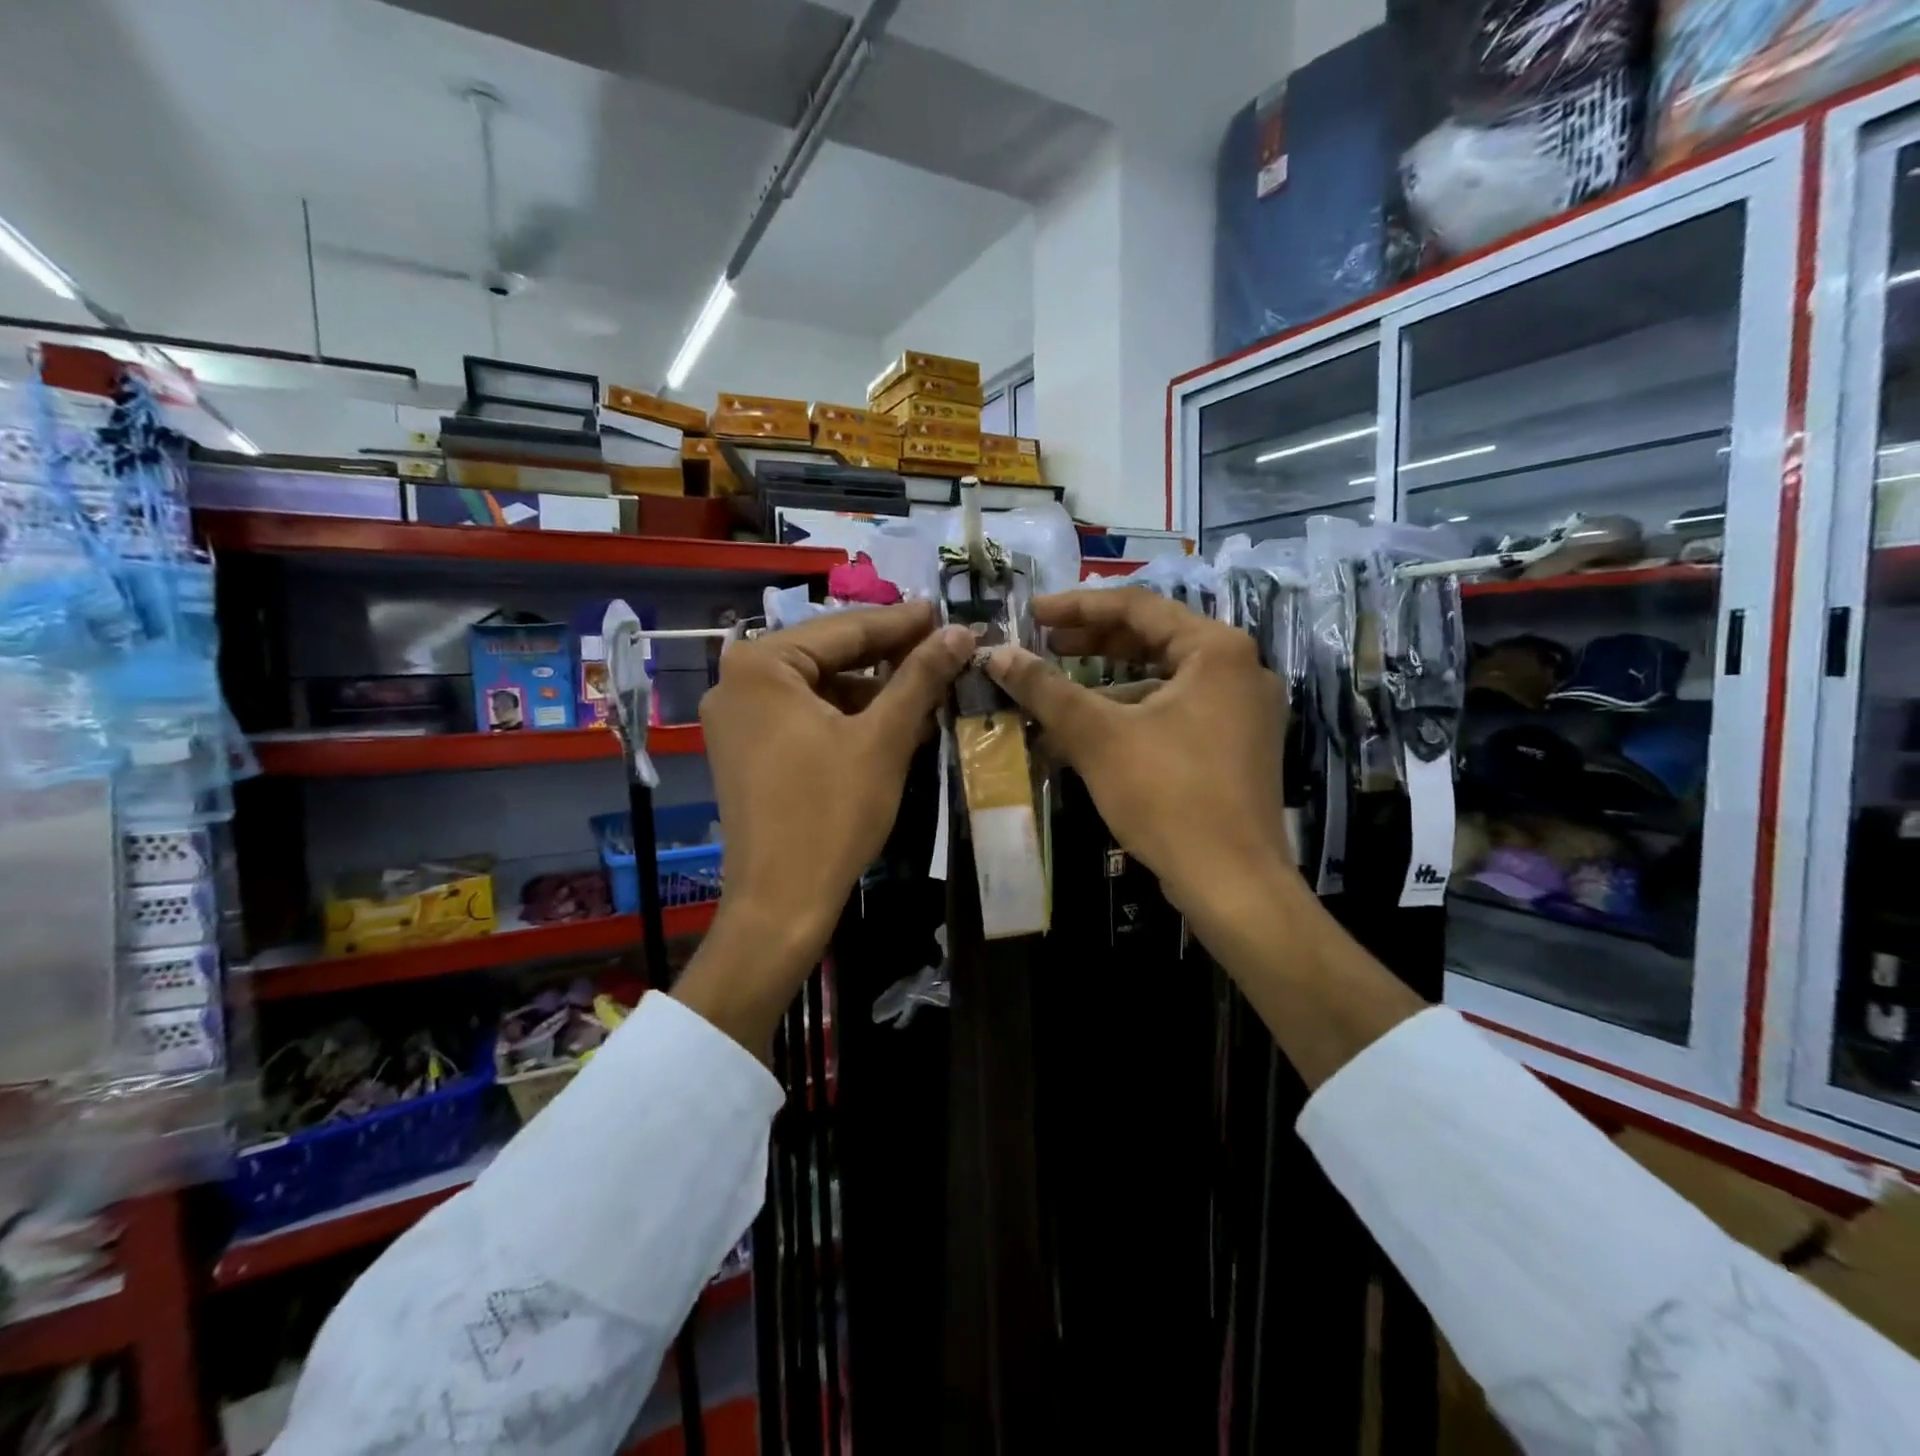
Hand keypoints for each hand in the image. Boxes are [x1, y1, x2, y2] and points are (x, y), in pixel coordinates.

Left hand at [677, 602, 970, 1051]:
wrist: (781, 902)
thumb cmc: (832, 813)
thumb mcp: (885, 738)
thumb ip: (921, 676)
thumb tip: (960, 631)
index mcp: (760, 665)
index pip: (845, 629)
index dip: (902, 622)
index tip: (944, 613)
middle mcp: (736, 681)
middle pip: (829, 656)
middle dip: (888, 658)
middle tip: (942, 649)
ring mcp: (736, 718)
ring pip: (819, 688)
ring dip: (872, 691)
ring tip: (926, 691)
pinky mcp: (745, 750)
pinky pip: (804, 716)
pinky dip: (847, 718)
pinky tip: (892, 725)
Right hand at [985, 588, 1292, 935]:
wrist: (1232, 884)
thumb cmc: (1167, 795)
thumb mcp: (1097, 736)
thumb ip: (1046, 689)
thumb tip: (997, 655)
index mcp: (1217, 650)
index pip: (1137, 606)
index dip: (1077, 607)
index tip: (1031, 613)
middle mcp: (1240, 670)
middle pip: (1153, 640)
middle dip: (1092, 644)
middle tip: (1043, 646)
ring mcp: (1243, 711)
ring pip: (1162, 681)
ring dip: (1106, 687)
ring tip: (1055, 697)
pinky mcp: (1236, 748)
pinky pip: (1175, 714)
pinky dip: (1131, 718)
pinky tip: (1087, 738)